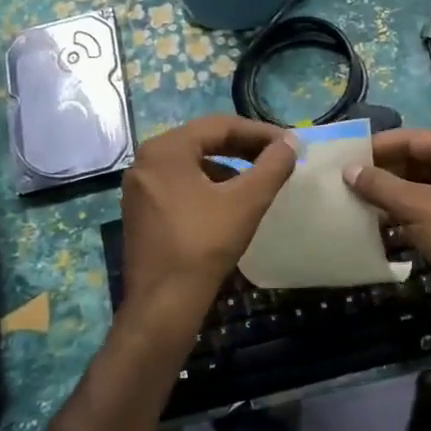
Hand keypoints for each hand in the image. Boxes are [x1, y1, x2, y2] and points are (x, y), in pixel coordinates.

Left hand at [119, 115, 296, 333]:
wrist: (163, 304)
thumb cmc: (204, 245)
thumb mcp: (246, 202)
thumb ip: (272, 166)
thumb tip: (291, 143)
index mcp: (165, 149)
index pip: (220, 126)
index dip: (259, 132)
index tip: (289, 143)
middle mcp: (146, 161)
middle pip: (204, 142)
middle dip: (244, 147)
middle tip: (277, 156)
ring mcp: (139, 187)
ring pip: (193, 164)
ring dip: (228, 167)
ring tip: (259, 179)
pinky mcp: (141, 211)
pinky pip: (181, 184)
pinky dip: (209, 186)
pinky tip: (230, 203)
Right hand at [345, 129, 430, 322]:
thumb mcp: (417, 208)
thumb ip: (381, 186)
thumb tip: (348, 169)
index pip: (416, 139)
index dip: (380, 146)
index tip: (348, 155)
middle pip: (421, 160)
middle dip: (386, 171)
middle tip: (348, 179)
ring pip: (425, 186)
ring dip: (394, 193)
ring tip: (357, 199)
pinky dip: (408, 211)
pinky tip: (380, 221)